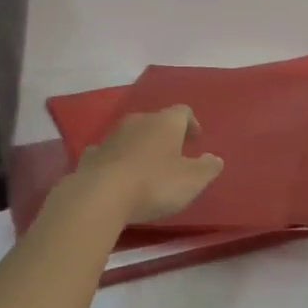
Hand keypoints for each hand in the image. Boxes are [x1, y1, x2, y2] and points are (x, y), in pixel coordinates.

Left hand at [74, 105, 224, 225]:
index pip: (183, 111)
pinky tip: (119, 176)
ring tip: (148, 167)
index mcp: (166, 122)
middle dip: (166, 135)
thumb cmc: (154, 184)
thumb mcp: (192, 180)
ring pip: (132, 134)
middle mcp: (139, 121)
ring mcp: (112, 136)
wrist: (100, 195)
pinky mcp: (92, 154)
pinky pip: (110, 152)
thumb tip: (215, 159)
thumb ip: (207, 168)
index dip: (191, 124)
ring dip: (141, 146)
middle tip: (174, 153)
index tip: (196, 140)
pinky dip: (118, 159)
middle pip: (156, 121)